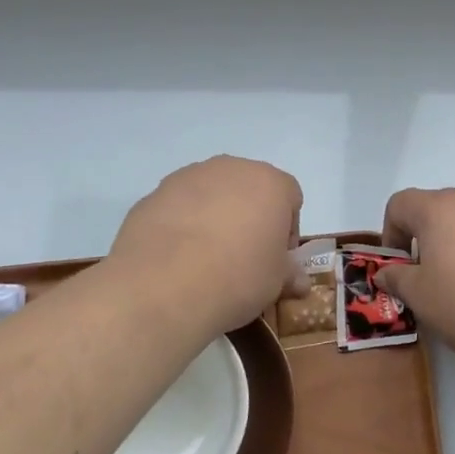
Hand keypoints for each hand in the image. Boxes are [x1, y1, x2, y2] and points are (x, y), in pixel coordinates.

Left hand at [110, 156, 305, 335]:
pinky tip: (177, 258)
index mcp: (270, 183)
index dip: (287, 229)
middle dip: (250, 217)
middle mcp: (231, 168)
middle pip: (249, 188)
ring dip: (215, 217)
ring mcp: (188, 177)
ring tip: (205, 258)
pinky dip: (182, 224)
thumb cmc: (238, 277)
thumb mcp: (275, 283)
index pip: (291, 197)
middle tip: (243, 256)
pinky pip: (179, 206)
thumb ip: (289, 274)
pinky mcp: (154, 194)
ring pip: (211, 193)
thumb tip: (300, 282)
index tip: (276, 258)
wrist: (164, 285)